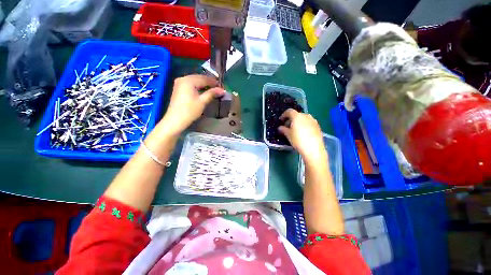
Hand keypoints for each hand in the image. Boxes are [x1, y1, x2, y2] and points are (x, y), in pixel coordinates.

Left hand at [161, 75, 224, 133]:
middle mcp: (183, 79)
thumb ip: (212, 94)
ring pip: (195, 81)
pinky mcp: (179, 88)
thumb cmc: (190, 111)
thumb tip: (222, 90)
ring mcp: (179, 83)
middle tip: (218, 88)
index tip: (222, 87)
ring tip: (212, 90)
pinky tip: (203, 91)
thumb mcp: (202, 102)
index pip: (204, 79)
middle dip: (209, 82)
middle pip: (199, 78)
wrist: (175, 120)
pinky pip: (191, 84)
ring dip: (204, 84)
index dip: (214, 82)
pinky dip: (198, 86)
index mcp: (188, 81)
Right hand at [278, 109, 325, 160]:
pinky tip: (303, 133)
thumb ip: (283, 129)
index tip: (281, 120)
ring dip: (298, 122)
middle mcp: (306, 116)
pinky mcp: (318, 126)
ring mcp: (313, 120)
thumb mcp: (288, 135)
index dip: (284, 115)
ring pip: (303, 119)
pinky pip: (308, 123)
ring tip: (295, 130)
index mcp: (297, 116)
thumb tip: (280, 127)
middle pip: (296, 115)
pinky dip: (304, 125)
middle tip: (287, 126)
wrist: (313, 149)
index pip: (289, 111)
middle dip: (291, 119)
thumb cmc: (298, 140)